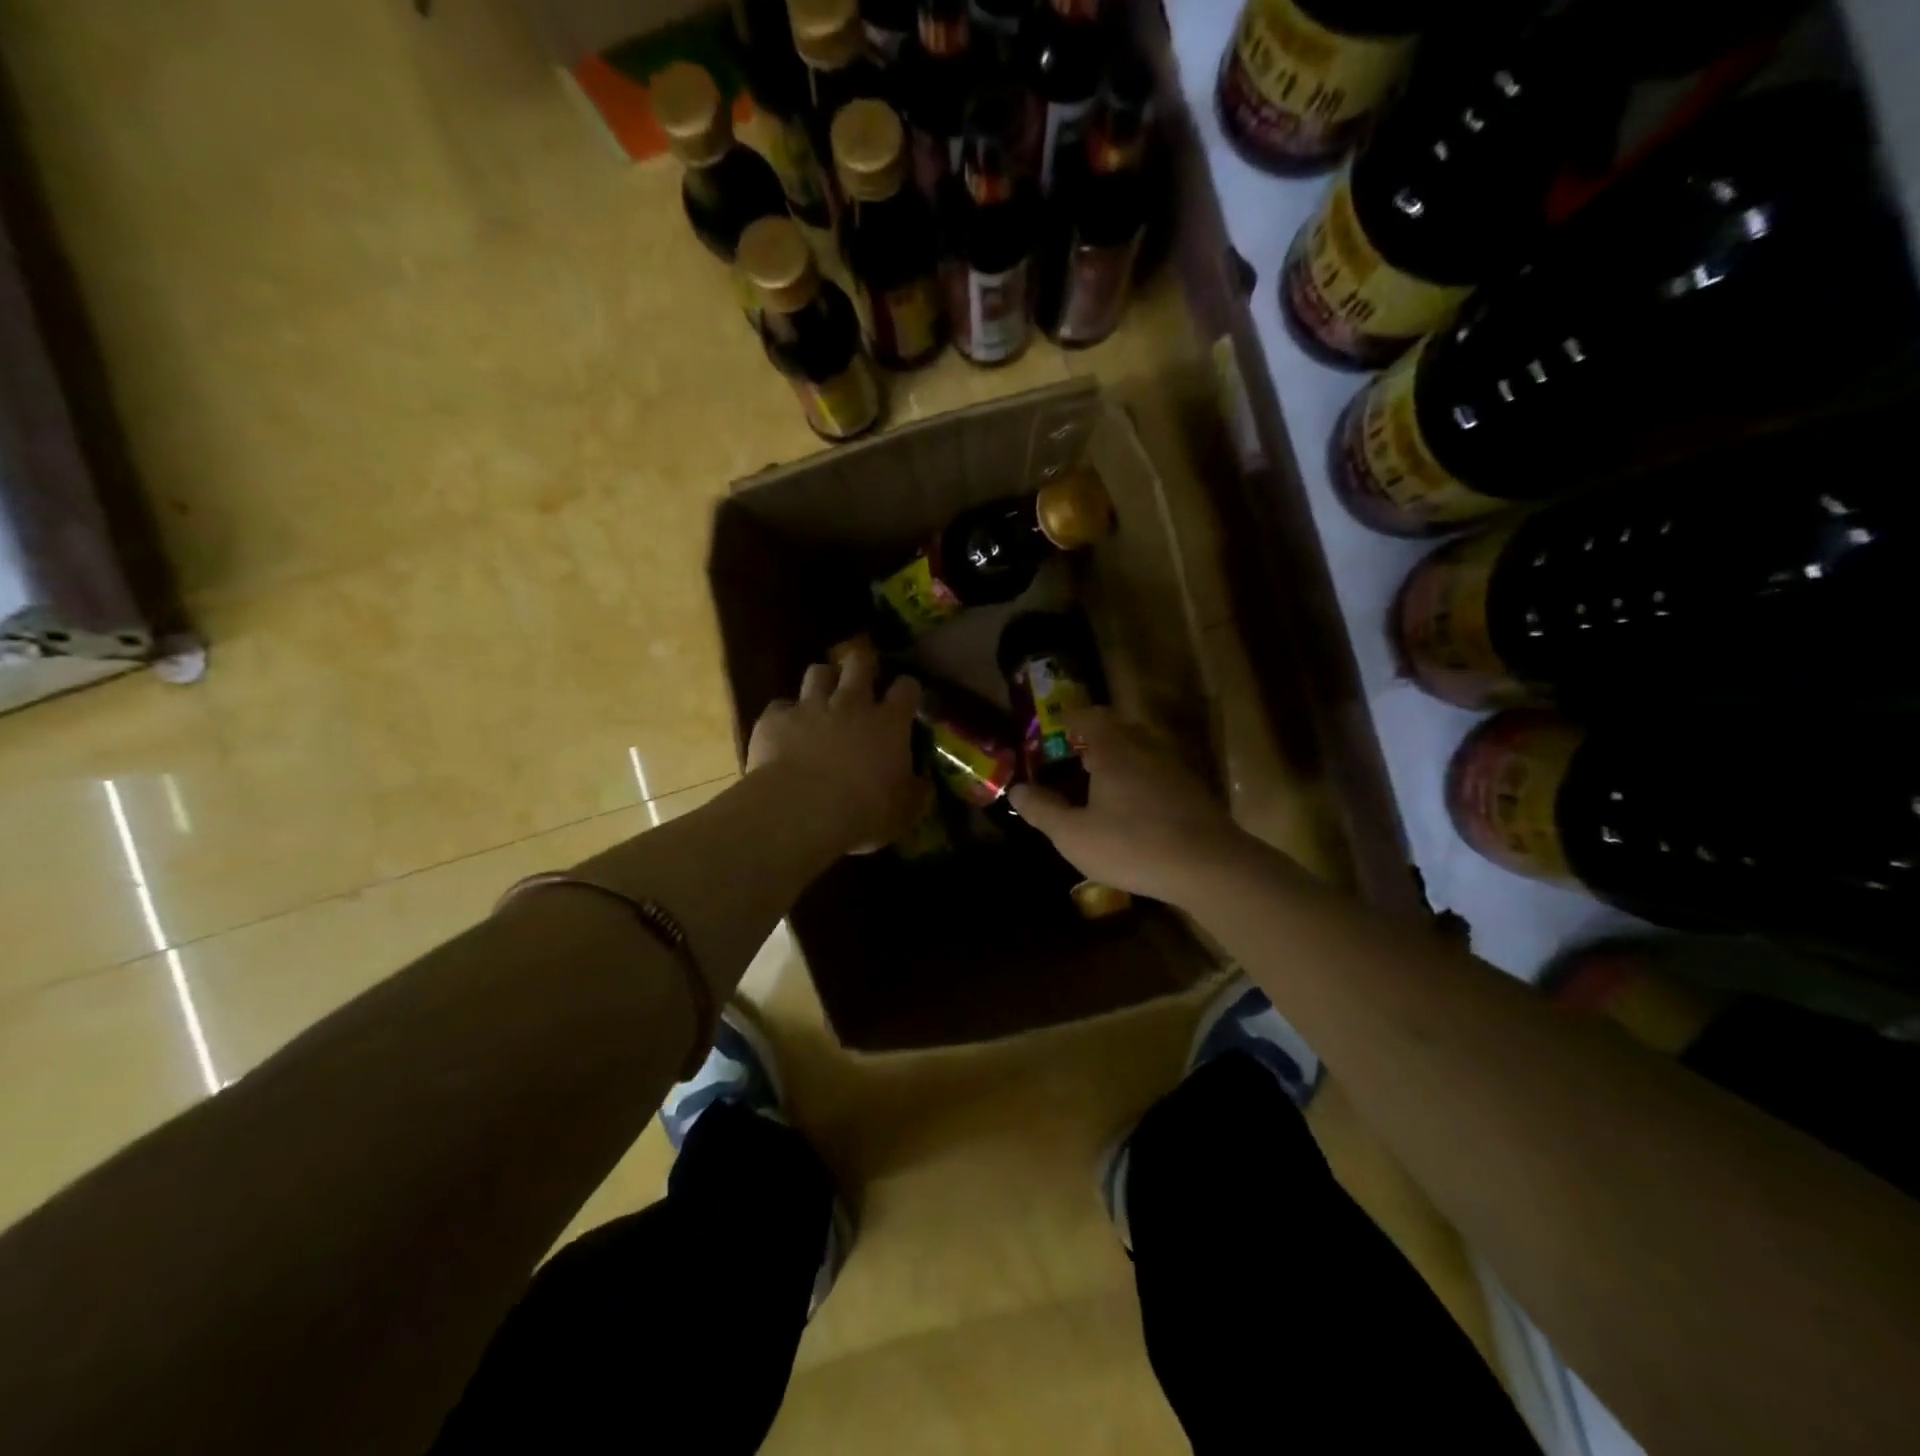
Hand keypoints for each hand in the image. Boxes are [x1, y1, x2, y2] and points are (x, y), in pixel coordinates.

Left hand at [747, 654, 923, 854]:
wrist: (801, 811)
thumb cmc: (863, 813)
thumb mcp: (903, 811)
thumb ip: (914, 791)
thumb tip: (922, 783)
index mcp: (889, 724)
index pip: (906, 688)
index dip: (907, 689)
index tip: (906, 697)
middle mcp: (851, 704)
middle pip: (859, 664)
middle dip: (863, 666)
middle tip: (863, 679)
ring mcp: (811, 707)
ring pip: (818, 672)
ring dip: (823, 681)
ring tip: (822, 695)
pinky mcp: (775, 719)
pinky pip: (780, 706)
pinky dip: (785, 715)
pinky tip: (784, 730)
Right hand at [1007, 707, 1252, 905]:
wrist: (1210, 867)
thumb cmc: (1132, 845)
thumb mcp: (1074, 834)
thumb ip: (1042, 810)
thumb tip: (1017, 789)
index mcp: (1114, 749)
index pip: (1089, 716)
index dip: (1070, 720)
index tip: (1055, 730)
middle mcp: (1145, 748)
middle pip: (1118, 730)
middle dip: (1094, 740)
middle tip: (1073, 760)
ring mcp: (1174, 768)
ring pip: (1141, 752)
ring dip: (1119, 762)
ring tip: (1100, 788)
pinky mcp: (1193, 792)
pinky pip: (1158, 774)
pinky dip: (1140, 782)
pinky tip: (1134, 812)